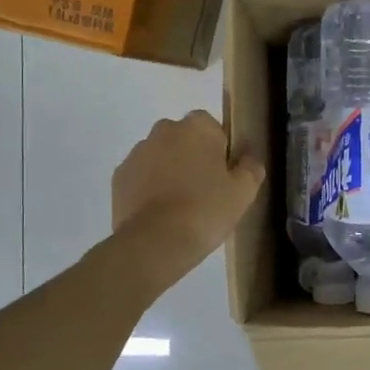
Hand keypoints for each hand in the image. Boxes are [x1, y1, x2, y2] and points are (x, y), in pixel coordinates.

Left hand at [112, 110, 263, 293]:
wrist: (155, 242)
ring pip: (160, 156)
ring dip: (168, 171)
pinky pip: (141, 175)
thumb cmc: (206, 210)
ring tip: (179, 205)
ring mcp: (137, 152)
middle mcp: (164, 130)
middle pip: (183, 139)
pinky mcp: (119, 176)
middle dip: (191, 156)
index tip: (223, 175)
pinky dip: (148, 187)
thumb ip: (250, 167)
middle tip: (203, 190)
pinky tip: (159, 213)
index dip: (219, 150)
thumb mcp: (243, 192)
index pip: (212, 127)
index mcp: (197, 127)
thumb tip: (249, 158)